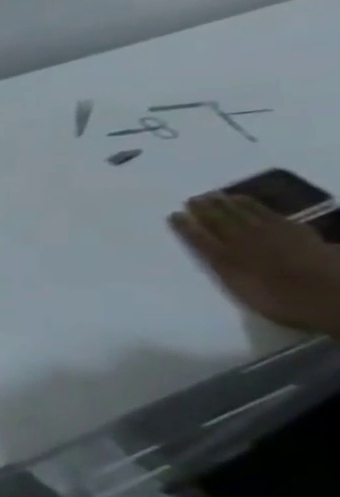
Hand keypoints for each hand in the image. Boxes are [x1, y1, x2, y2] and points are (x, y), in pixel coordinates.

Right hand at [169, 192, 339, 336]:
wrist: (332, 296)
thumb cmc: (283, 302)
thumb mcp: (244, 291)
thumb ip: (227, 270)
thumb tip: (215, 255)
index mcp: (225, 259)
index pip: (199, 238)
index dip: (185, 227)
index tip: (174, 215)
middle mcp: (243, 242)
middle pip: (220, 222)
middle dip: (205, 210)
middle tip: (193, 198)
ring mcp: (271, 233)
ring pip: (242, 214)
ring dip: (226, 204)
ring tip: (215, 195)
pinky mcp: (295, 230)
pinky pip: (268, 212)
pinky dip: (254, 204)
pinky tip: (246, 200)